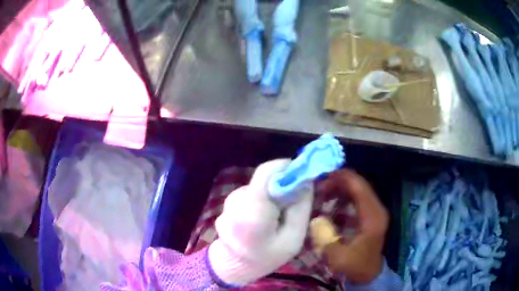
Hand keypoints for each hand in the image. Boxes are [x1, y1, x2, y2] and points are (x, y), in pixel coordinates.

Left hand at [208, 159, 313, 285]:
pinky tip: (265, 217)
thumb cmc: (266, 256)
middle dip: (282, 185)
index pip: (267, 172)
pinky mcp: (231, 201)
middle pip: (265, 178)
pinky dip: (263, 199)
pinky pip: (253, 193)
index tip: (302, 178)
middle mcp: (238, 199)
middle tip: (294, 203)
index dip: (286, 168)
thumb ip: (300, 208)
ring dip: (272, 194)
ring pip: (260, 185)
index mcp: (253, 209)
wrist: (234, 265)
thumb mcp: (293, 239)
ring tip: (278, 216)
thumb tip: (306, 181)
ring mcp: (231, 199)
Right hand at [311, 170, 388, 284]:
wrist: (369, 273)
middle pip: (359, 185)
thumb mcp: (339, 258)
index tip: (321, 177)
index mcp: (372, 216)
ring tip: (321, 193)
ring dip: (339, 188)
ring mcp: (374, 210)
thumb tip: (316, 219)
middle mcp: (376, 209)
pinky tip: (330, 203)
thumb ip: (326, 238)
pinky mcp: (370, 214)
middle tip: (317, 187)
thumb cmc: (356, 266)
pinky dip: (343, 196)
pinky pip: (357, 198)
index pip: (360, 188)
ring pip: (357, 190)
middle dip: (338, 182)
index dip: (342, 178)